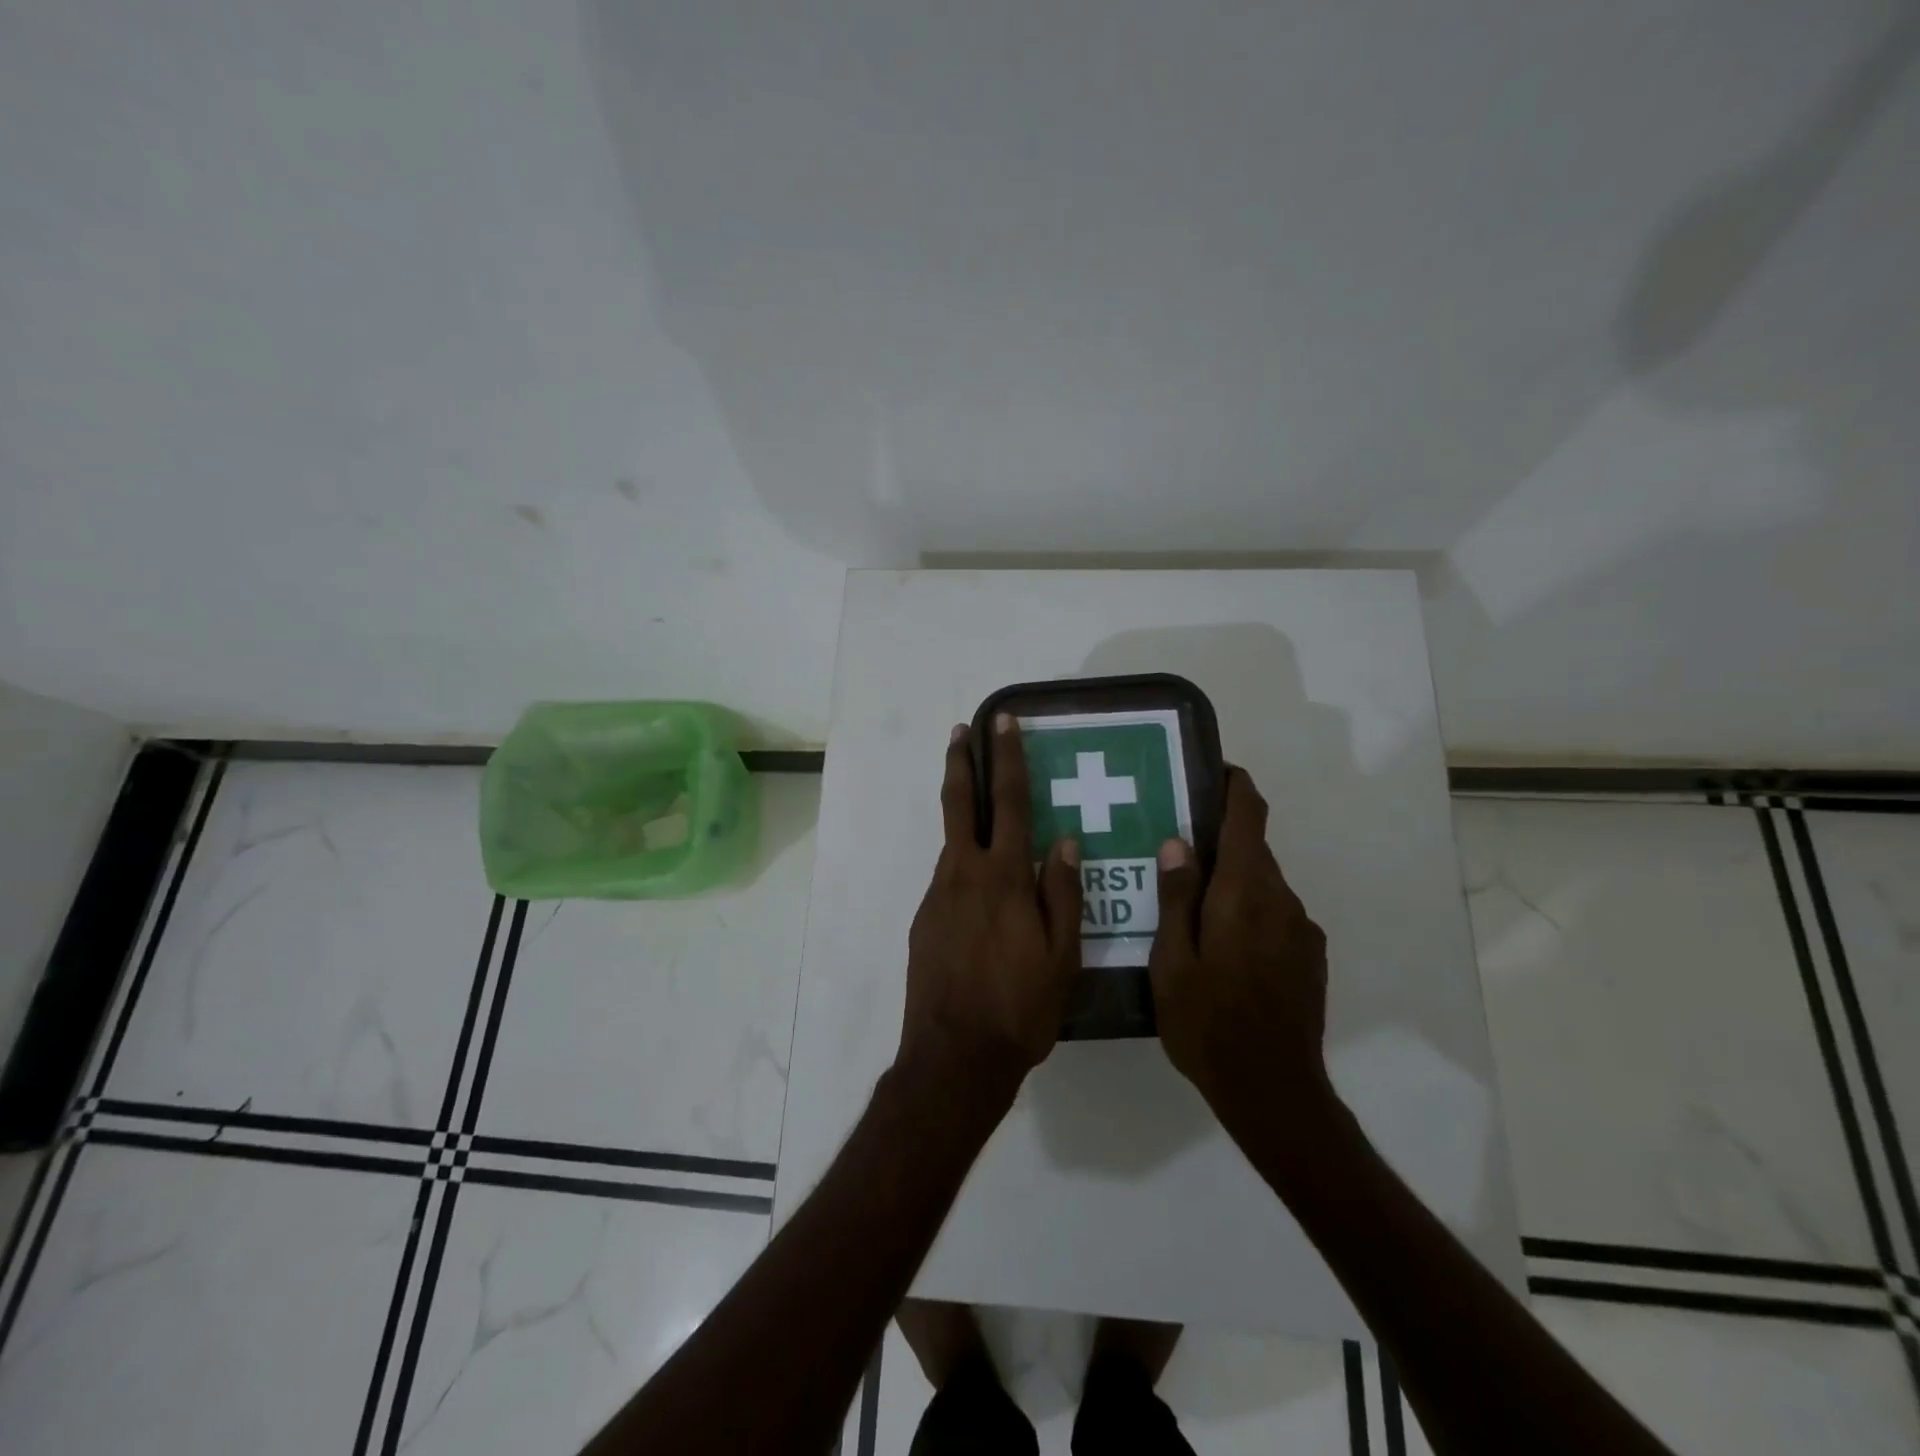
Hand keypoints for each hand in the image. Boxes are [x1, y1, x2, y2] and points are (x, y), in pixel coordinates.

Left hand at [900, 717, 1081, 1091]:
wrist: (955, 1056)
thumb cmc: (1020, 1007)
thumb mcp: (1062, 956)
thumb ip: (1064, 893)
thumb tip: (1067, 842)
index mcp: (1004, 877)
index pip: (1009, 802)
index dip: (1006, 758)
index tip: (1000, 722)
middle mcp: (964, 875)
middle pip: (960, 805)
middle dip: (962, 763)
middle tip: (961, 732)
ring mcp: (938, 897)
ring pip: (954, 844)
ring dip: (965, 817)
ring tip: (986, 814)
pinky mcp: (924, 921)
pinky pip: (949, 881)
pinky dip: (965, 867)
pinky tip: (983, 892)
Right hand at [1149, 768, 1332, 1135]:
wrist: (1274, 1090)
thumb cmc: (1208, 1024)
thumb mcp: (1172, 962)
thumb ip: (1176, 897)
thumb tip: (1178, 842)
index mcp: (1244, 893)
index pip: (1249, 816)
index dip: (1235, 786)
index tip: (1211, 772)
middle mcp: (1280, 899)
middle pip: (1254, 848)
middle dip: (1219, 839)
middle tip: (1174, 849)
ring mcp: (1300, 928)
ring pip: (1262, 883)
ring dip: (1231, 880)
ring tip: (1190, 904)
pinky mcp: (1309, 955)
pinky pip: (1274, 913)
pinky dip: (1247, 909)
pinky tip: (1221, 946)